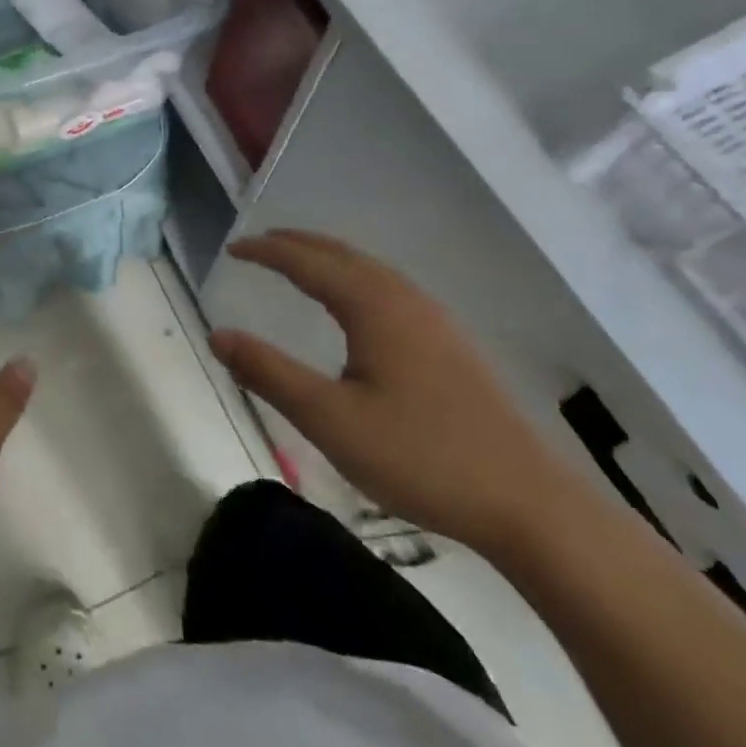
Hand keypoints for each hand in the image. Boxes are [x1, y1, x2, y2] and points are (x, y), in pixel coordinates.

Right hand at [211, 229, 579, 554]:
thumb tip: (218, 335)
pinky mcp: (449, 344)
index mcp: (373, 306)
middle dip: (296, 244)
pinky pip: (387, 288)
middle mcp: (404, 298)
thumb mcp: (330, 420)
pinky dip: (353, 277)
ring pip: (369, 269)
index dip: (266, 252)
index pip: (307, 262)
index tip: (231, 249)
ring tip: (297, 263)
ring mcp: (433, 319)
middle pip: (341, 254)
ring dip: (327, 257)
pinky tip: (354, 305)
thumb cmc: (421, 457)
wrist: (527, 502)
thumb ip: (269, 373)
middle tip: (258, 245)